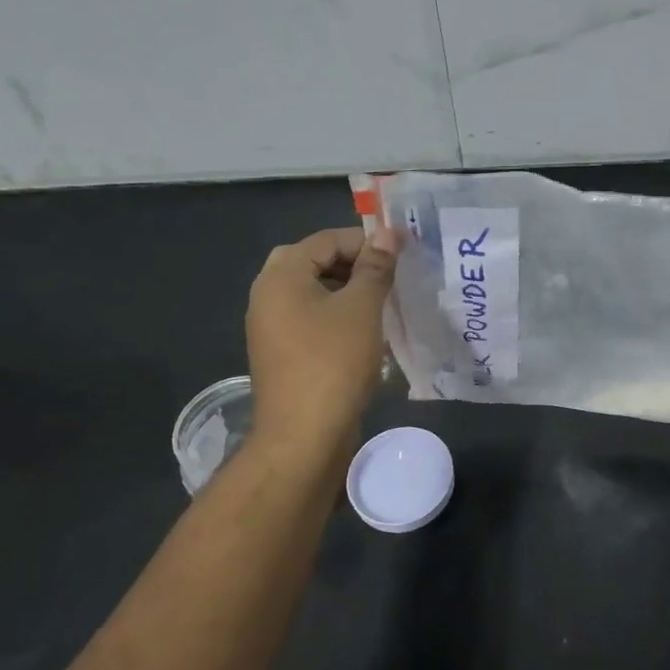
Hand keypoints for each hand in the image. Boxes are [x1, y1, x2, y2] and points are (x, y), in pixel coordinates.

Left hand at [245, 225, 400, 451]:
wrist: (304, 436)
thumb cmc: (334, 362)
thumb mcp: (362, 308)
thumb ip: (375, 267)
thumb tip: (386, 233)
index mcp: (280, 277)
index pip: (326, 240)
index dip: (365, 241)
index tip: (401, 254)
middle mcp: (267, 296)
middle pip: (314, 262)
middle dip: (354, 265)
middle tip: (389, 276)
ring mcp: (271, 327)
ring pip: (313, 292)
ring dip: (348, 291)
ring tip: (384, 302)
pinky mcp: (282, 353)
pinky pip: (311, 319)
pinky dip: (337, 316)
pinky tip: (366, 332)